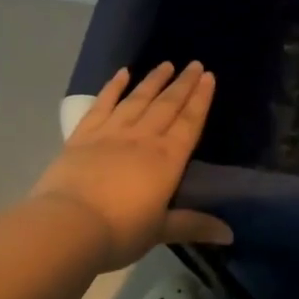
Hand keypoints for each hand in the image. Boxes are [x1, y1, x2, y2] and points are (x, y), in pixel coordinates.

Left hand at [29, 62, 231, 271]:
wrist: (69, 225)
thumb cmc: (120, 231)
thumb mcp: (160, 231)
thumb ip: (194, 225)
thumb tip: (230, 235)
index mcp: (167, 159)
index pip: (189, 122)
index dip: (200, 99)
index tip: (209, 77)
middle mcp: (143, 138)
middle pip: (168, 105)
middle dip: (183, 83)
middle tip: (195, 64)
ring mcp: (112, 133)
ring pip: (138, 99)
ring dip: (153, 80)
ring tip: (166, 64)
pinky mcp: (83, 135)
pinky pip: (102, 104)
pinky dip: (113, 87)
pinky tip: (122, 73)